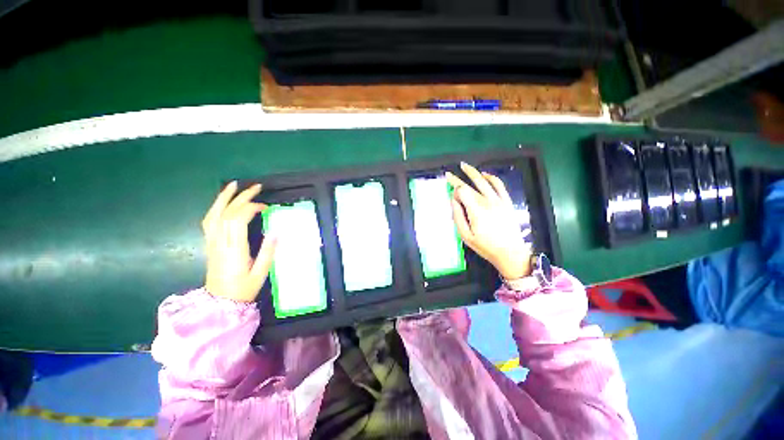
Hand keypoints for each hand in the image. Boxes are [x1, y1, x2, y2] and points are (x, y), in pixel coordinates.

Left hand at [202, 182, 276, 301]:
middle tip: (256, 187)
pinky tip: (223, 203)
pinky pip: (209, 221)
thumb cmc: (243, 289)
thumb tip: (276, 231)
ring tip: (234, 185)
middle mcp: (220, 242)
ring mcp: (212, 242)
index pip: (238, 220)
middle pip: (227, 213)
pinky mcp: (209, 244)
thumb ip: (268, 252)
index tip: (266, 207)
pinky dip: (216, 208)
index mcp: (234, 249)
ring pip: (214, 214)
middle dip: (241, 197)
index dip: (251, 208)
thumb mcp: (261, 273)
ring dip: (224, 198)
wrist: (220, 303)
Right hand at [446, 162, 531, 279]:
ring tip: (464, 166)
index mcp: (476, 210)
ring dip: (473, 172)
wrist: (510, 253)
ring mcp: (499, 200)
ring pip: (484, 181)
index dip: (454, 191)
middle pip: (471, 185)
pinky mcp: (507, 202)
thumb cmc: (485, 246)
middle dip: (457, 179)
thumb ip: (457, 216)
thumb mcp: (465, 236)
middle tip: (448, 174)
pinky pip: (499, 185)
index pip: (462, 191)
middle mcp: (488, 202)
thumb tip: (453, 200)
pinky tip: (484, 174)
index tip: (451, 195)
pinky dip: (491, 177)